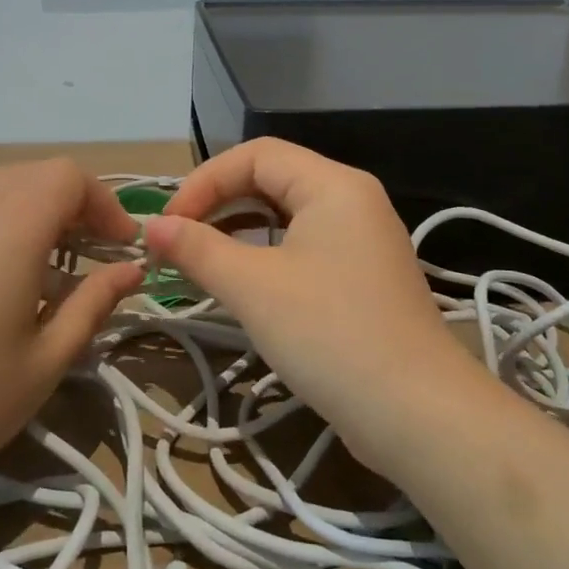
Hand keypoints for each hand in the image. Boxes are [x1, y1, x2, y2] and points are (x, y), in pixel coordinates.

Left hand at [0, 159, 144, 515]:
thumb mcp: (46, 361)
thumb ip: (94, 303)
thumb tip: (131, 270)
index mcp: (9, 230)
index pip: (68, 176)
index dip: (105, 203)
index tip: (122, 249)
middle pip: (35, 175)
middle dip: (76, 204)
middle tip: (95, 255)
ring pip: (0, 190)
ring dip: (38, 213)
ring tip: (53, 271)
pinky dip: (3, 225)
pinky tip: (2, 284)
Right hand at [144, 139, 485, 475]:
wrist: (417, 414)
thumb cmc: (331, 335)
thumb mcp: (254, 288)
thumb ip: (198, 249)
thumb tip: (151, 227)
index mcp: (333, 184)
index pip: (256, 155)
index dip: (205, 181)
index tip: (169, 224)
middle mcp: (353, 199)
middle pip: (272, 178)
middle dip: (219, 202)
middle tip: (178, 240)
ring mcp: (363, 238)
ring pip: (287, 214)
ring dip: (239, 229)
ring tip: (200, 258)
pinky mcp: (363, 276)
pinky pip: (305, 245)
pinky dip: (266, 254)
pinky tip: (242, 281)